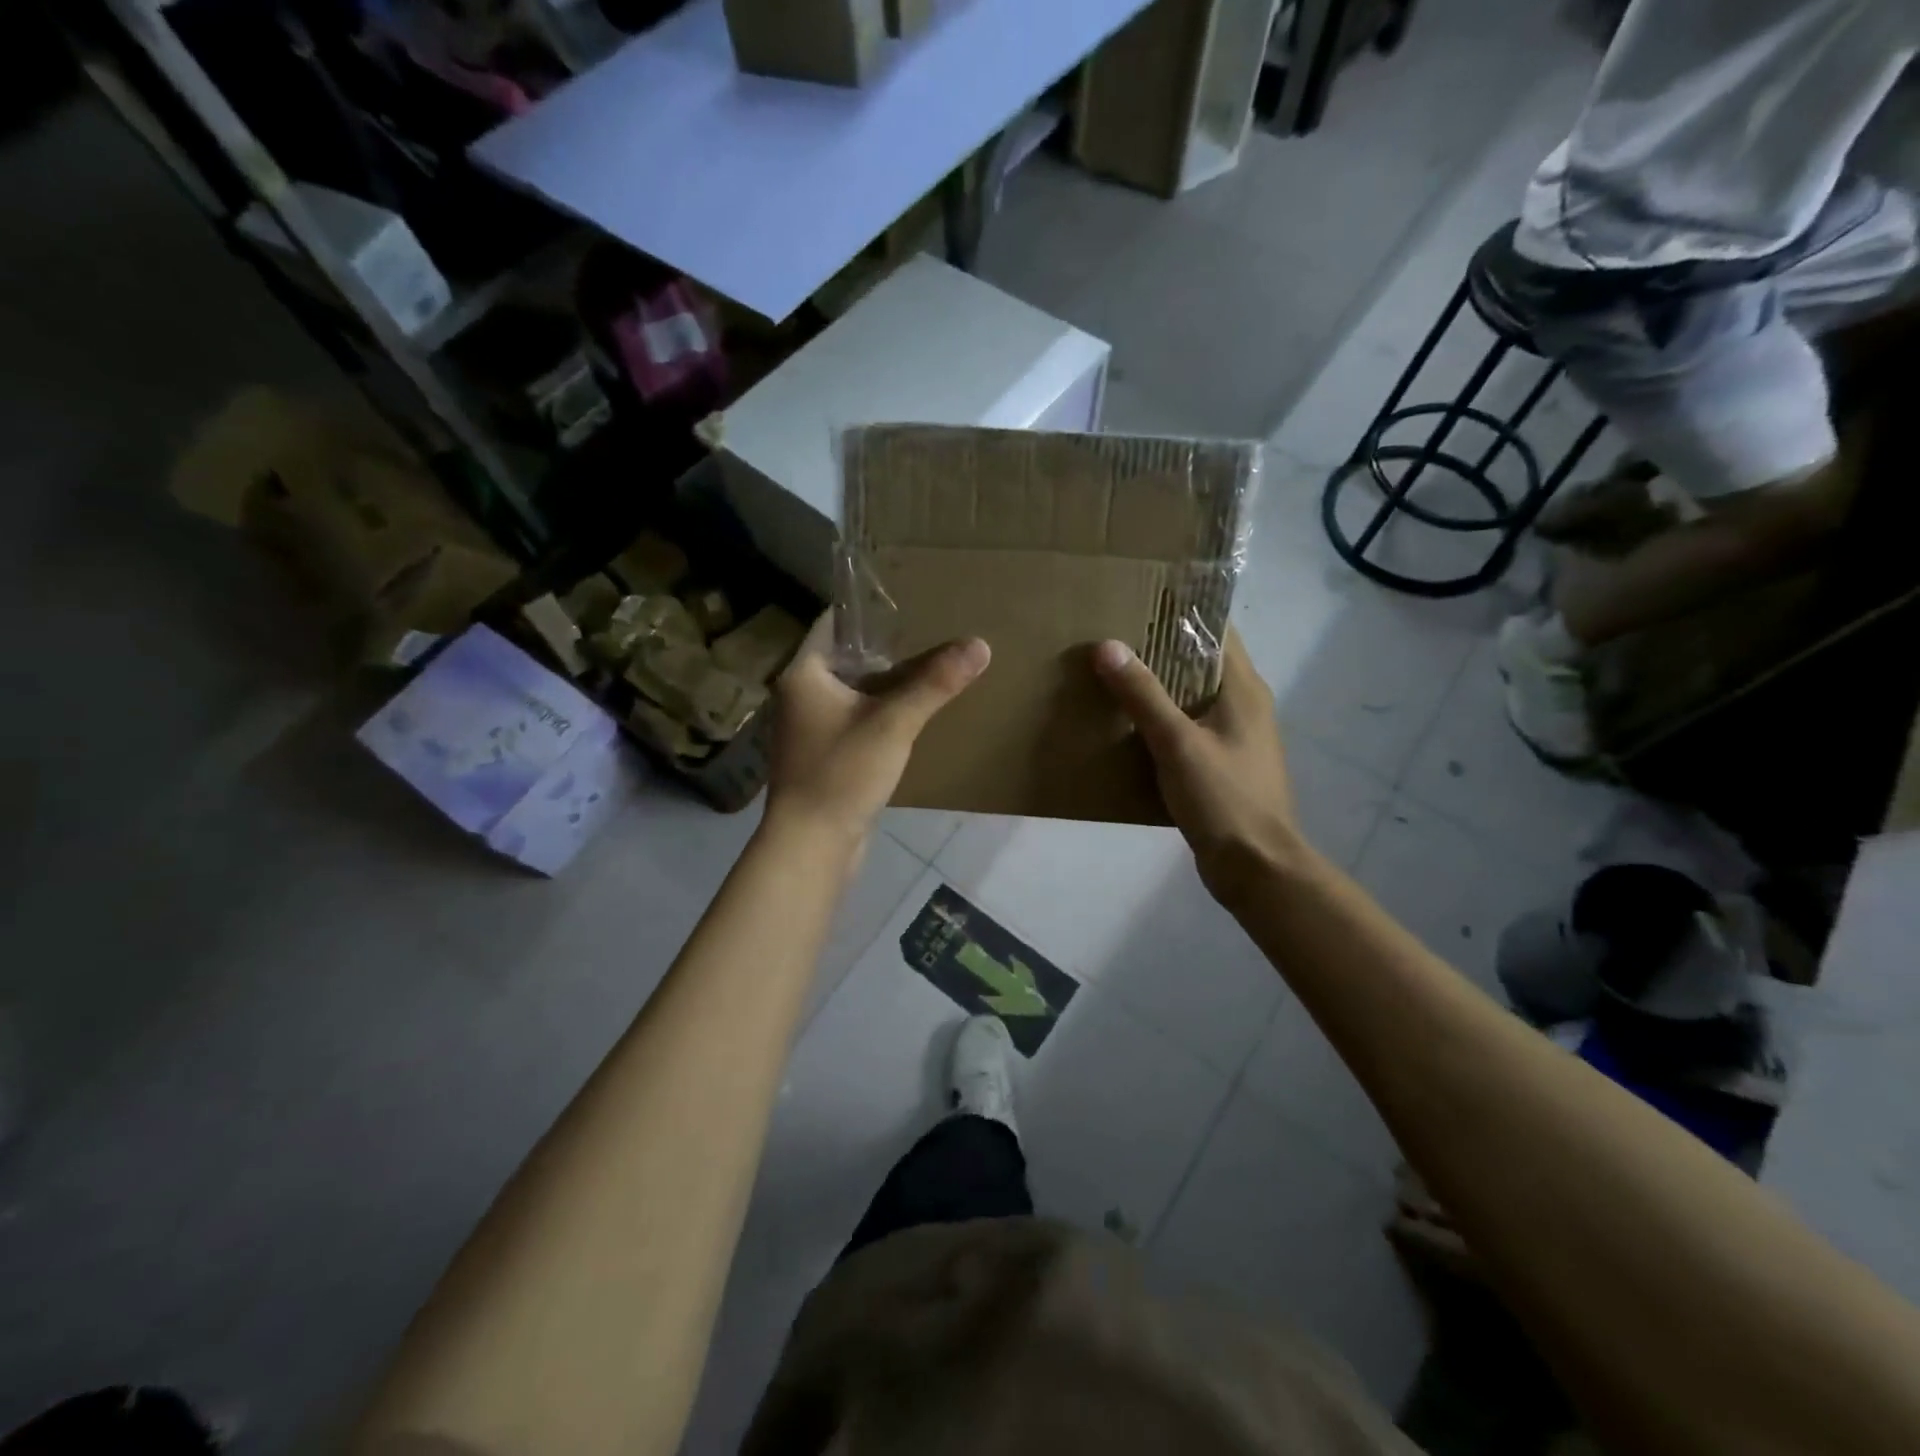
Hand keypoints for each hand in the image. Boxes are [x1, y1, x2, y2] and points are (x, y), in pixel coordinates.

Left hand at [766, 618, 989, 847]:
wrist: (811, 846)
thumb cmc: (842, 773)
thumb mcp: (894, 723)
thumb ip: (935, 682)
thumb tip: (980, 644)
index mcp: (803, 675)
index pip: (832, 624)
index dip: (866, 611)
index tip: (906, 603)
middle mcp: (799, 696)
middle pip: (845, 660)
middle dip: (884, 650)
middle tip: (929, 634)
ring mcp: (808, 729)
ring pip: (851, 693)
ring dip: (884, 685)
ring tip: (927, 671)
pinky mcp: (822, 757)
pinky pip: (854, 722)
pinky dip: (878, 714)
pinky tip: (909, 717)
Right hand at [1092, 630, 1309, 904]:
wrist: (1255, 866)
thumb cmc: (1223, 798)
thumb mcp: (1177, 743)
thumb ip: (1143, 695)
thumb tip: (1107, 646)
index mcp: (1243, 688)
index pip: (1217, 630)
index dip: (1182, 612)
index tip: (1138, 601)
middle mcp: (1244, 704)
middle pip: (1200, 662)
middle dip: (1159, 648)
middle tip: (1111, 636)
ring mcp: (1234, 736)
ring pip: (1192, 697)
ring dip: (1158, 686)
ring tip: (1111, 674)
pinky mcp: (1221, 764)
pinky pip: (1187, 727)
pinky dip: (1161, 720)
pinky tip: (1126, 726)